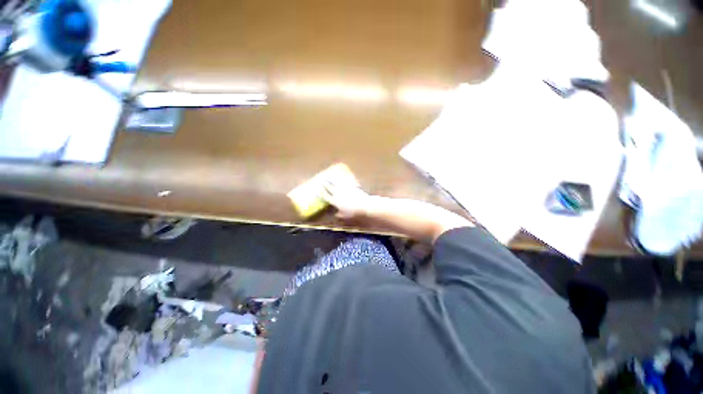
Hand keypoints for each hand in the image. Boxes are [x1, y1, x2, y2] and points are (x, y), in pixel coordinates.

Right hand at [321, 181, 373, 218]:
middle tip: (322, 181)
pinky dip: (341, 179)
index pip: (325, 196)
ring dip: (331, 180)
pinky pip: (344, 181)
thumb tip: (335, 215)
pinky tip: (340, 178)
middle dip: (325, 184)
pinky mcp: (349, 185)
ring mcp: (343, 188)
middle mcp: (337, 193)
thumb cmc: (353, 212)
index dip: (321, 192)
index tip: (319, 189)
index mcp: (334, 201)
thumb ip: (339, 215)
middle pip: (329, 187)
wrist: (363, 204)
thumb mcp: (345, 215)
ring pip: (335, 183)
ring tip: (329, 178)